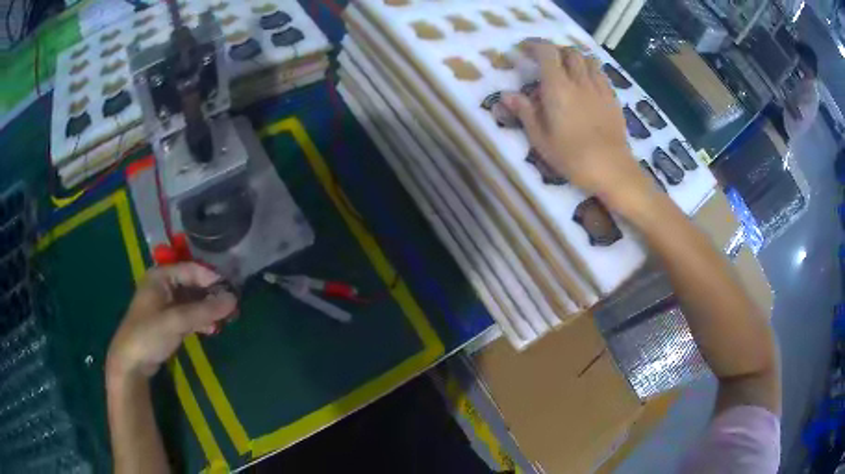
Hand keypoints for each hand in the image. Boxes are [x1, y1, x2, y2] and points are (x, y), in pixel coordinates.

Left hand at [107, 263, 236, 379]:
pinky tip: (211, 329)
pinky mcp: (168, 321)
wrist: (131, 362)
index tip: (232, 292)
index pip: (192, 269)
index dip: (212, 279)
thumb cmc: (149, 334)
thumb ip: (204, 310)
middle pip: (193, 285)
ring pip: (192, 301)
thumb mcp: (176, 321)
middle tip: (231, 309)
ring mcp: (165, 304)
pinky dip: (200, 320)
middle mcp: (164, 285)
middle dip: (212, 296)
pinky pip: (189, 315)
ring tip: (224, 320)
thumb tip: (234, 300)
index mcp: (161, 276)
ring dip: (207, 310)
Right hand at [503, 40, 653, 207]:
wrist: (612, 169)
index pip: (547, 52)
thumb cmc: (573, 156)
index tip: (524, 49)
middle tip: (546, 61)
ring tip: (568, 69)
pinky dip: (590, 71)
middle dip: (555, 50)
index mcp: (558, 88)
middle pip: (569, 51)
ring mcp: (599, 88)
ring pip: (588, 59)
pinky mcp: (612, 98)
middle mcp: (579, 81)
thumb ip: (525, 112)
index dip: (534, 45)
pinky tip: (586, 84)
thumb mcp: (541, 139)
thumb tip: (507, 95)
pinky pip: (601, 74)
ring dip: (575, 58)